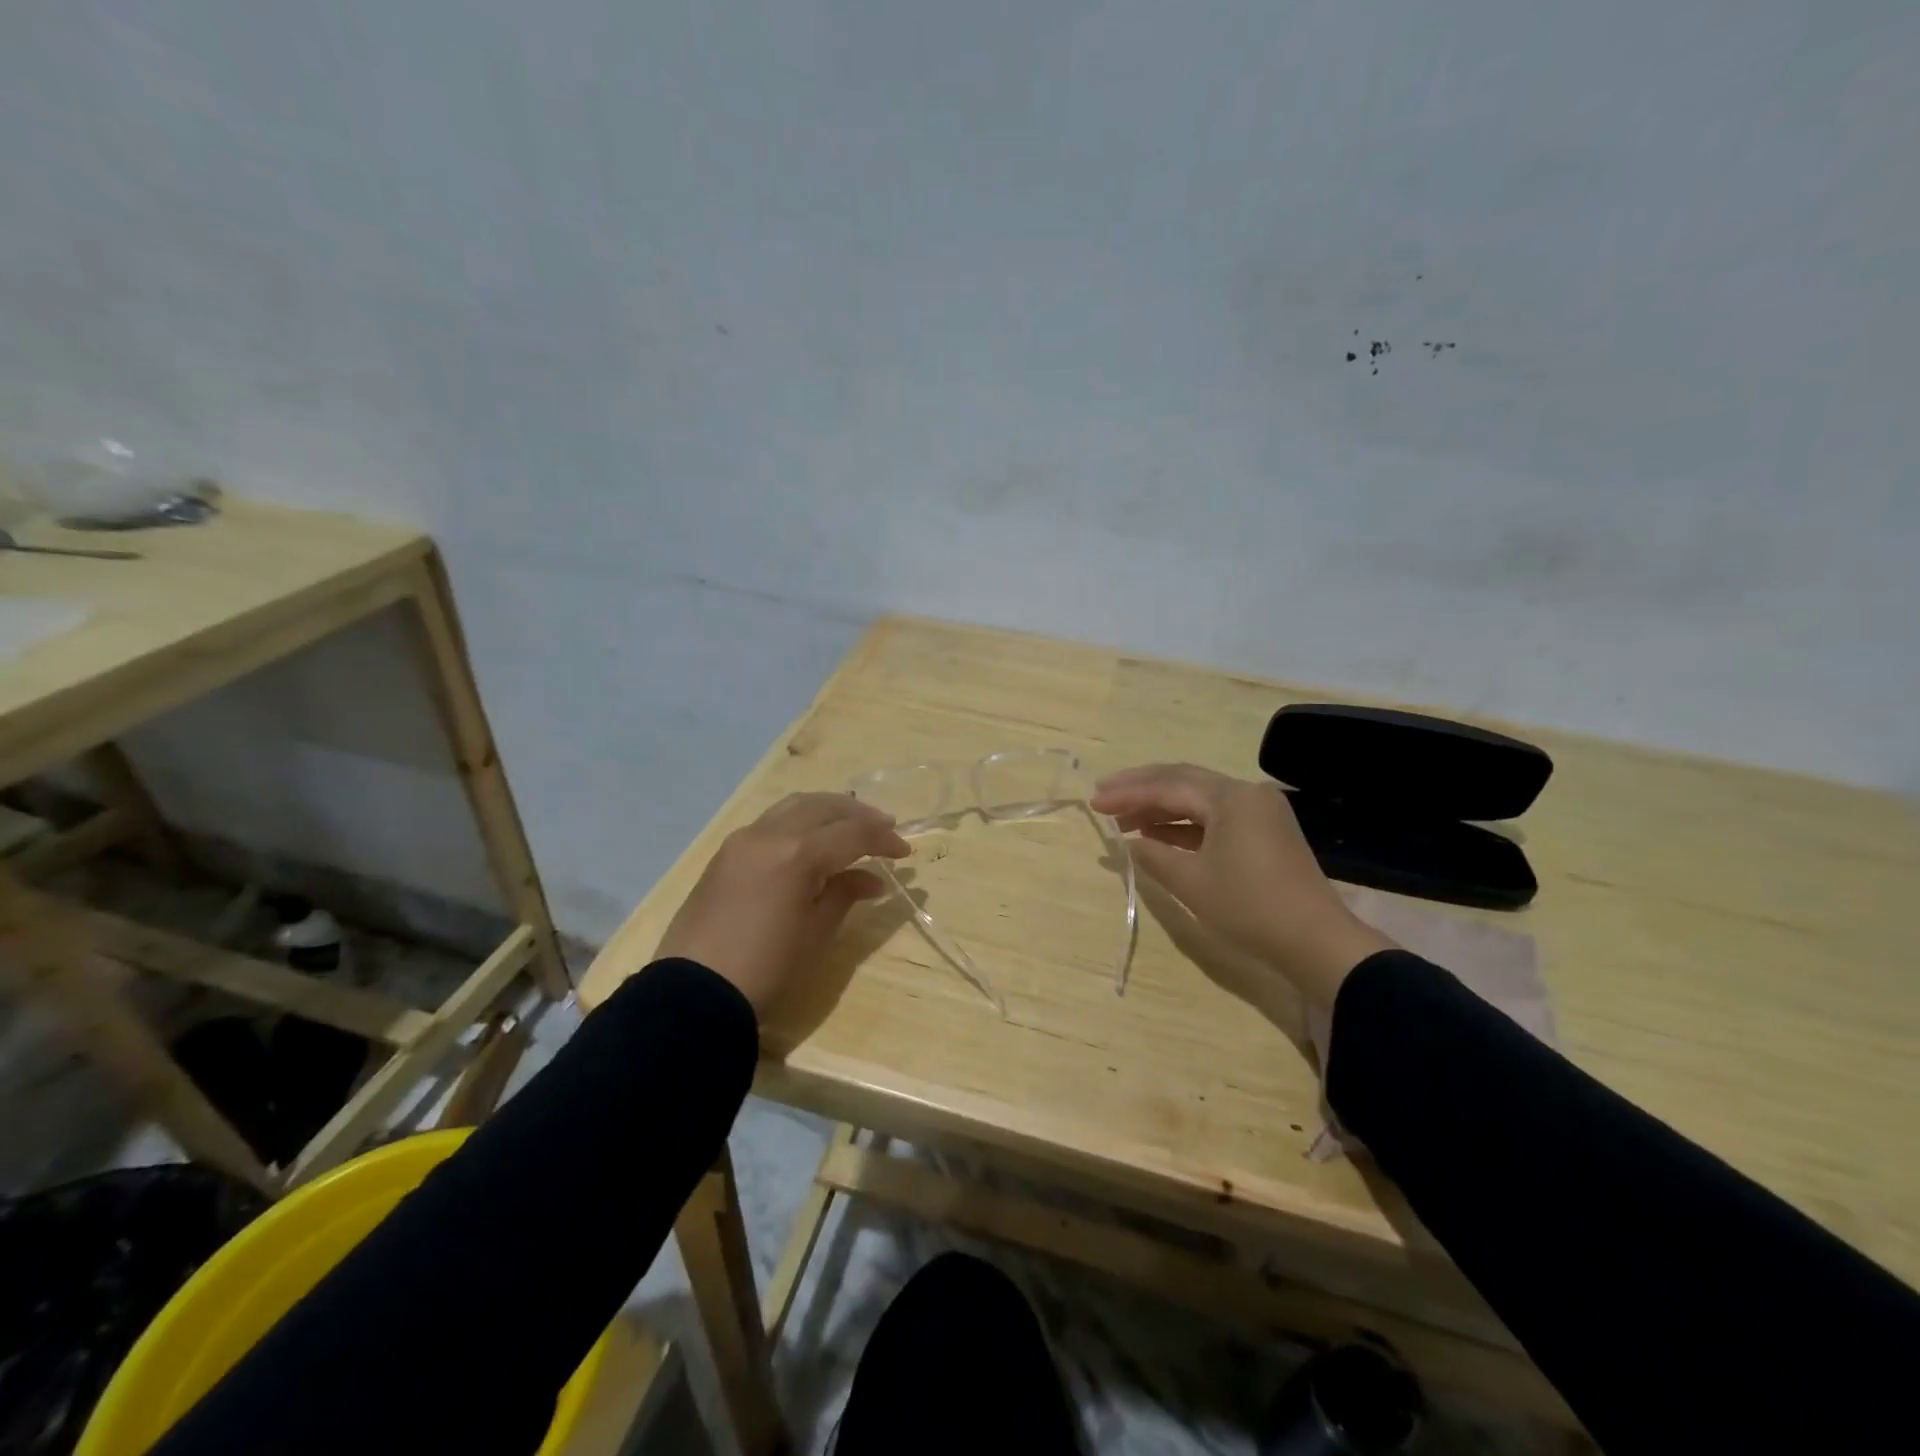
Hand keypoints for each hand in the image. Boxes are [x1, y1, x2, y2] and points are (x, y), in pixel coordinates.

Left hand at [658, 793, 910, 1015]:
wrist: (694, 991)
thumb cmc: (766, 966)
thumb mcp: (816, 932)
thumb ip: (845, 894)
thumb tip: (872, 879)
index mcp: (797, 853)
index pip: (852, 833)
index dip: (883, 840)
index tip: (905, 853)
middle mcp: (769, 833)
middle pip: (823, 807)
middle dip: (858, 814)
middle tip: (884, 828)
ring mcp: (743, 839)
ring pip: (794, 805)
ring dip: (828, 810)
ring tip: (850, 825)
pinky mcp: (726, 852)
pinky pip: (771, 820)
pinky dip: (800, 820)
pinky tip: (812, 839)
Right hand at [1091, 764, 1391, 1011]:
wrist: (1317, 942)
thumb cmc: (1250, 908)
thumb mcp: (1192, 883)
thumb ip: (1155, 856)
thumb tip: (1130, 843)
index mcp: (1230, 798)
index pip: (1168, 786)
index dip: (1128, 793)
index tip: (1095, 802)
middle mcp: (1246, 793)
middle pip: (1183, 781)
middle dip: (1141, 789)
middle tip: (1104, 797)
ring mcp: (1258, 811)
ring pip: (1199, 798)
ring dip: (1161, 807)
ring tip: (1124, 821)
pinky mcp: (1264, 831)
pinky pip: (1215, 816)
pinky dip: (1184, 824)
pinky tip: (1159, 835)